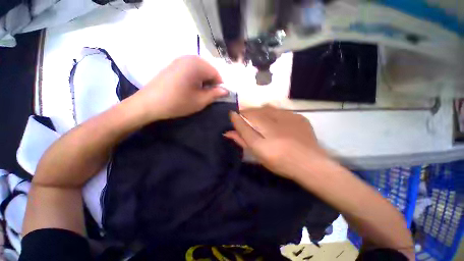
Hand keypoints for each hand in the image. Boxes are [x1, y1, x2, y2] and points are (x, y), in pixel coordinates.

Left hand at [128, 56, 227, 121]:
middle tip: (205, 96)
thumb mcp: (200, 101)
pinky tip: (188, 88)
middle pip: (208, 70)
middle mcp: (189, 57)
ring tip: (196, 93)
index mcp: (197, 64)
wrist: (149, 103)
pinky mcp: (174, 64)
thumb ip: (215, 94)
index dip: (219, 86)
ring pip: (200, 70)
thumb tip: (226, 90)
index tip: (215, 97)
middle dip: (210, 83)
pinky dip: (194, 79)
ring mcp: (180, 60)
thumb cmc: (177, 102)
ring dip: (202, 82)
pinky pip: (191, 69)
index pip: (217, 74)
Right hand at [224, 106, 327, 179]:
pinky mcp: (298, 117)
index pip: (242, 121)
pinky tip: (274, 120)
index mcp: (261, 137)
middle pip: (253, 111)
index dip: (236, 117)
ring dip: (259, 111)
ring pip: (266, 108)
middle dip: (247, 113)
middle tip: (245, 118)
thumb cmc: (280, 162)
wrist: (311, 164)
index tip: (232, 115)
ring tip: (259, 118)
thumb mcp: (258, 154)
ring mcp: (287, 118)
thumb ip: (243, 141)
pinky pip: (280, 110)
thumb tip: (228, 132)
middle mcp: (273, 125)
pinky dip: (273, 113)